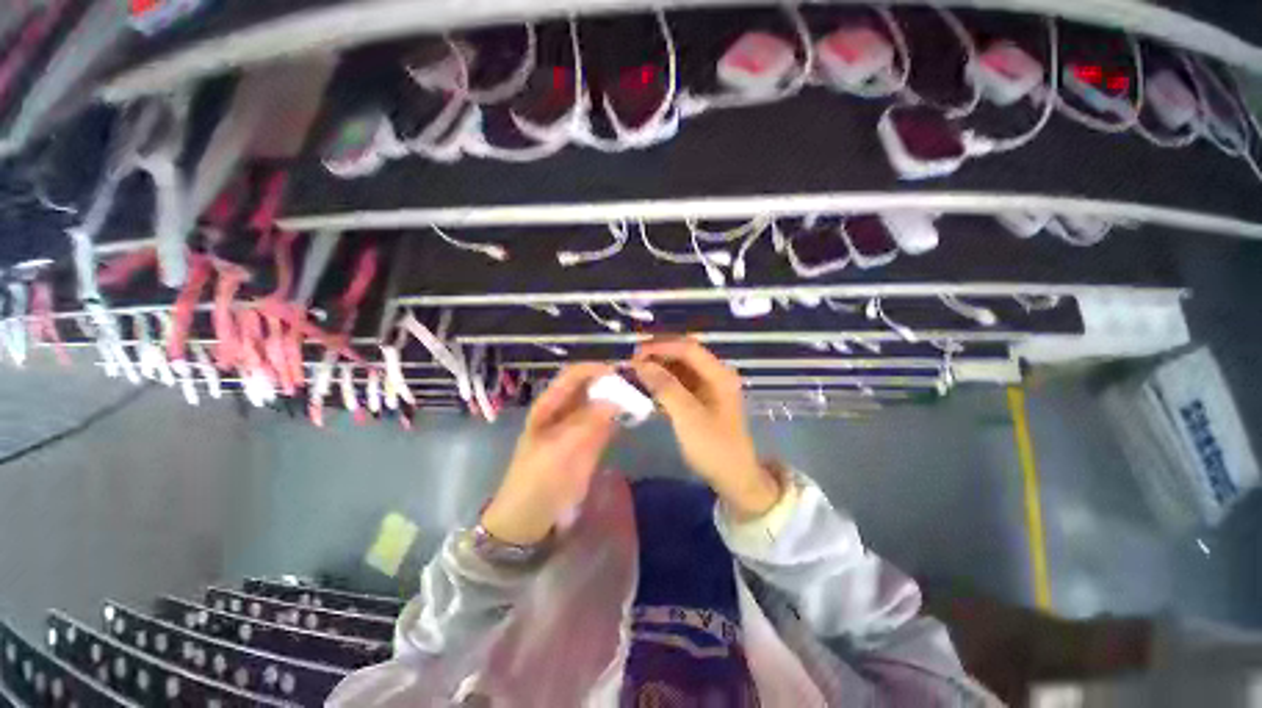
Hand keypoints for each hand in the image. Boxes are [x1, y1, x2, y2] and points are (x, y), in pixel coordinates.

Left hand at [481, 363, 621, 545]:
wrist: (533, 517)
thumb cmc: (538, 479)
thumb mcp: (560, 449)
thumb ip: (588, 422)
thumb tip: (616, 399)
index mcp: (550, 405)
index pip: (574, 375)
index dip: (595, 369)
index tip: (621, 372)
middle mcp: (566, 410)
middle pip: (591, 386)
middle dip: (612, 381)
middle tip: (638, 382)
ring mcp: (580, 426)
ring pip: (602, 403)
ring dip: (620, 398)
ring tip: (642, 394)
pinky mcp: (592, 442)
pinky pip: (608, 422)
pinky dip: (621, 416)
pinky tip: (636, 413)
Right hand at [632, 338, 780, 519]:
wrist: (733, 478)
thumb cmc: (713, 447)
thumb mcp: (688, 416)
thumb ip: (665, 387)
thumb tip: (640, 364)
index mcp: (719, 374)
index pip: (688, 348)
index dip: (661, 346)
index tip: (635, 353)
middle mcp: (715, 374)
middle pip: (684, 354)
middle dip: (658, 354)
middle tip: (632, 360)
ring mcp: (708, 386)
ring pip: (679, 367)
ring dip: (658, 366)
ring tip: (634, 371)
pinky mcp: (700, 399)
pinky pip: (678, 382)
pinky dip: (662, 381)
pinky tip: (646, 385)